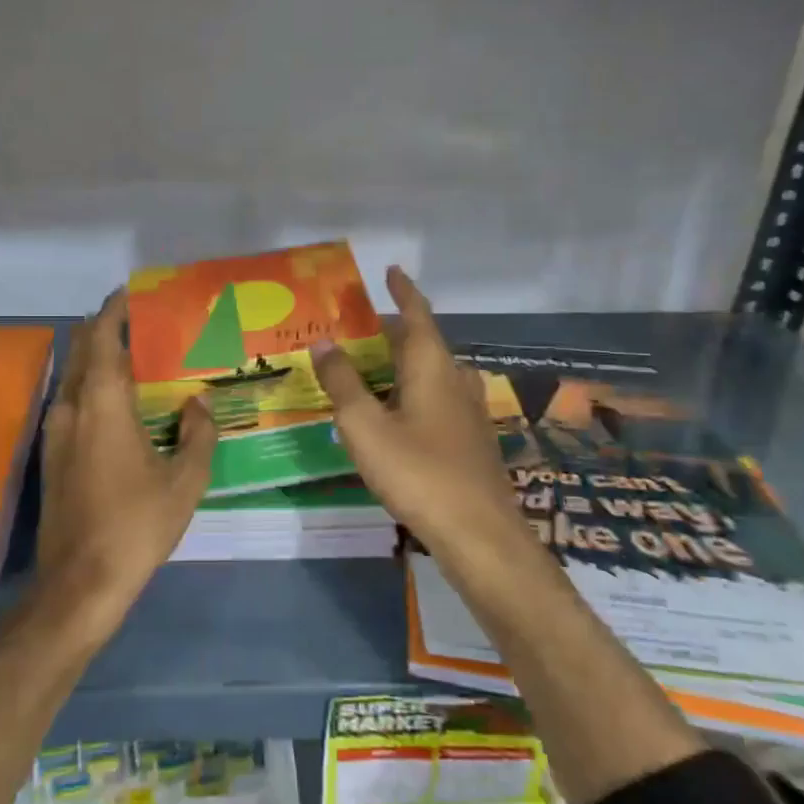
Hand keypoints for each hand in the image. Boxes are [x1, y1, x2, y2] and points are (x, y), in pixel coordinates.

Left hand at [35, 291, 217, 629]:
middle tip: (146, 325)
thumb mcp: (185, 481)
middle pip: (82, 350)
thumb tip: (198, 403)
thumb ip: (198, 434)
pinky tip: (122, 405)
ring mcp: (55, 432)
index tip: (135, 293)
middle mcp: (71, 408)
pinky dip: (94, 388)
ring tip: (139, 360)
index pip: (101, 338)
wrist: (80, 582)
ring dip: (100, 360)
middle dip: (107, 329)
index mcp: (102, 404)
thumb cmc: (136, 525)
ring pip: (74, 377)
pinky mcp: (52, 455)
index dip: (115, 310)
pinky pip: (72, 402)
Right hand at [310, 266, 528, 577]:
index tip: (391, 271)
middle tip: (360, 328)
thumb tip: (325, 342)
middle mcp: (456, 380)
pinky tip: (397, 413)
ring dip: (404, 363)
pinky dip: (413, 391)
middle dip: (394, 331)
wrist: (478, 532)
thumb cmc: (417, 471)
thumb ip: (343, 383)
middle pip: (424, 343)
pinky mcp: (471, 439)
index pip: (418, 315)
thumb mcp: (365, 426)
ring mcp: (468, 411)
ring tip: (372, 367)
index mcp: (432, 367)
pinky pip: (438, 398)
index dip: (403, 291)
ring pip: (432, 373)